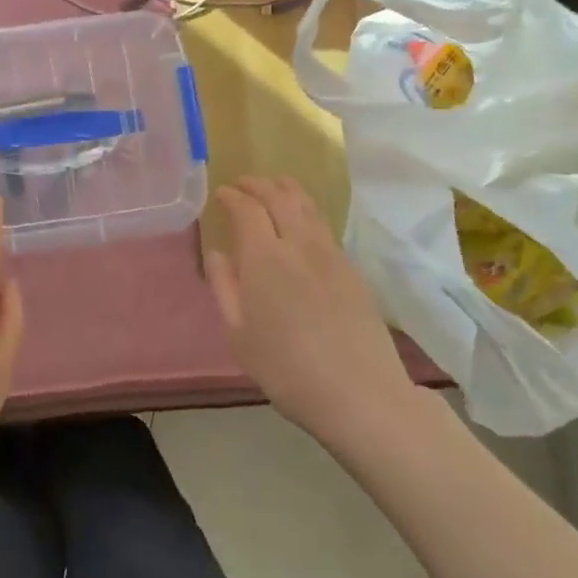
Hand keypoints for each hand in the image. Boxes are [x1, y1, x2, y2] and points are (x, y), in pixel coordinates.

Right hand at [206, 177, 414, 445]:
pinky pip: (323, 224)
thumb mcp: (239, 334)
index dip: (232, 196)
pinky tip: (302, 220)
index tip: (221, 193)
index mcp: (264, 257)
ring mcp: (330, 254)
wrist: (360, 393)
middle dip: (258, 184)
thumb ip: (225, 287)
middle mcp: (298, 244)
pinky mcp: (351, 268)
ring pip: (307, 206)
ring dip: (286, 189)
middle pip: (279, 197)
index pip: (247, 209)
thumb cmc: (286, 369)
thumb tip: (218, 253)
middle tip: (243, 184)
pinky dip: (306, 209)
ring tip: (274, 187)